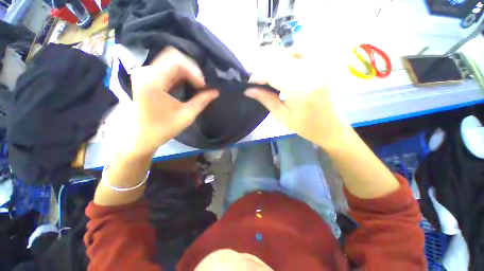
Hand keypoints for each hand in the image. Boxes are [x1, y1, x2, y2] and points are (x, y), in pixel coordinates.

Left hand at [128, 47, 218, 155]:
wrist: (139, 137)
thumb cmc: (162, 129)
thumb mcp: (186, 115)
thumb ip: (202, 101)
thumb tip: (216, 92)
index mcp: (153, 81)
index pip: (177, 61)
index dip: (194, 71)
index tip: (203, 86)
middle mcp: (146, 71)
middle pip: (173, 57)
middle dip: (192, 69)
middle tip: (201, 85)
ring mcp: (145, 73)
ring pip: (171, 61)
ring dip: (187, 72)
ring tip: (197, 86)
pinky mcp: (146, 77)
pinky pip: (167, 68)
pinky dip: (180, 75)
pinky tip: (188, 85)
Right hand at [244, 52, 348, 147]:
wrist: (328, 126)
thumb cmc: (304, 126)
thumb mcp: (281, 116)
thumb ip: (265, 100)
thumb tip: (248, 90)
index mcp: (302, 89)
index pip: (274, 73)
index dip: (258, 76)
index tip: (249, 84)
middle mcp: (312, 73)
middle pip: (280, 62)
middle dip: (264, 70)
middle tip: (257, 82)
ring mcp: (319, 67)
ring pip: (290, 53)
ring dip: (275, 62)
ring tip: (268, 75)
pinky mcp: (321, 66)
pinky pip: (303, 51)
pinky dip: (290, 54)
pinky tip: (284, 64)